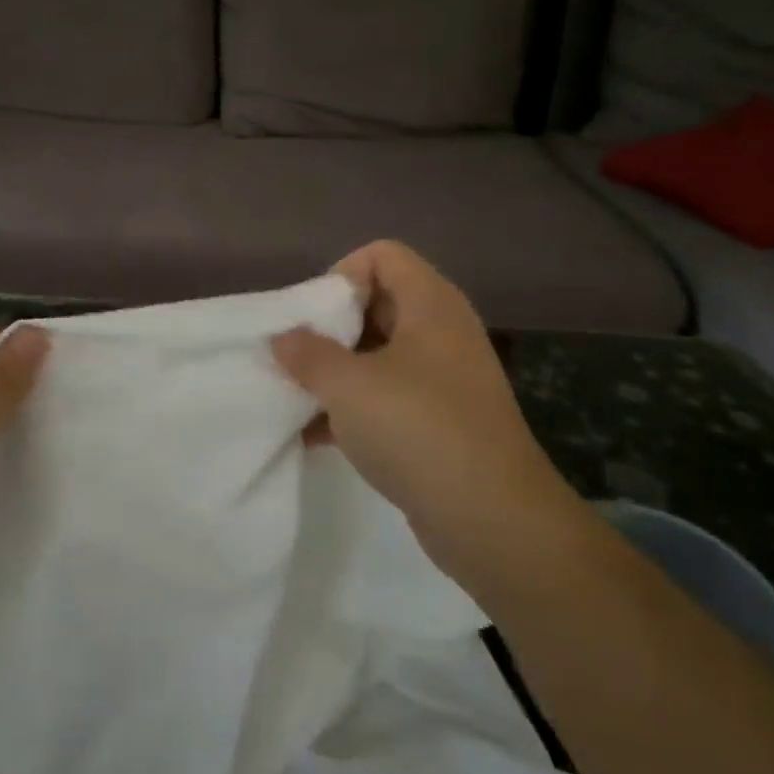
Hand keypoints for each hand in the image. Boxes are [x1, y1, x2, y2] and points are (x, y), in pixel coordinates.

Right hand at [272, 242, 568, 580]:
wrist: (491, 518)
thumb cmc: (417, 429)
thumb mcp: (349, 386)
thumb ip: (307, 354)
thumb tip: (282, 337)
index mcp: (430, 305)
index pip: (382, 255)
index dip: (341, 275)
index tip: (311, 318)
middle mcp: (442, 333)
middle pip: (378, 303)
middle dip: (330, 327)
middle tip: (297, 357)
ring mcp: (444, 379)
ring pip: (379, 355)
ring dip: (337, 371)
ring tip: (298, 396)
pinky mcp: (440, 421)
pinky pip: (388, 397)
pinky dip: (354, 407)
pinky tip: (315, 436)